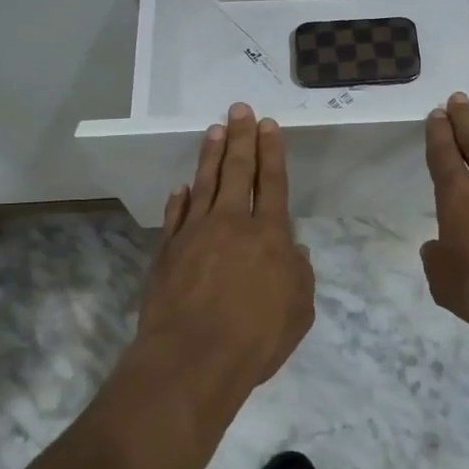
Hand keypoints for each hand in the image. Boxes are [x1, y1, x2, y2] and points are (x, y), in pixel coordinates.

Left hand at [137, 103, 314, 392]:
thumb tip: (296, 251)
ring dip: (211, 154)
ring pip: (205, 183)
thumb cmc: (256, 337)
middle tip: (239, 109)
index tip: (267, 124)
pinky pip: (176, 216)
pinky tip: (183, 187)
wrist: (192, 359)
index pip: (272, 181)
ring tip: (215, 129)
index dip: (271, 151)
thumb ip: (300, 275)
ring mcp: (195, 234)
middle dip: (241, 137)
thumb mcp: (299, 310)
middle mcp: (231, 223)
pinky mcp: (167, 251)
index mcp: (269, 234)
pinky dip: (181, 198)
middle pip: (237, 171)